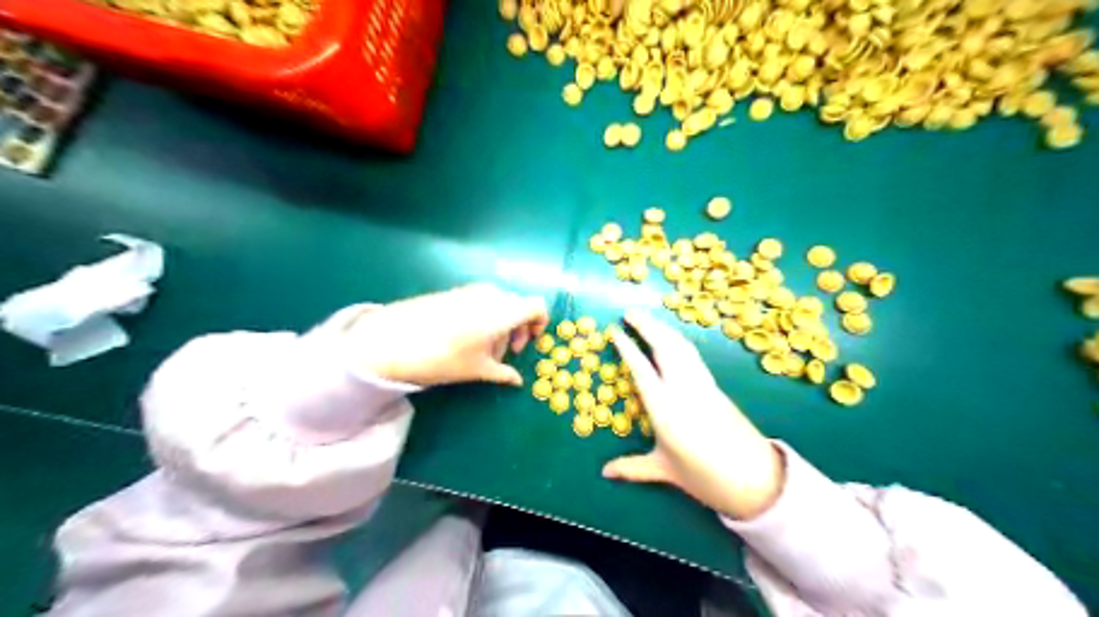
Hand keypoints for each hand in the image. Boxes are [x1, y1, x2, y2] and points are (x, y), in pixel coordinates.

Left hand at [348, 283, 547, 384]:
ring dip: (499, 325)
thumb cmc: (444, 357)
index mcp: (504, 310)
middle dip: (517, 329)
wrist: (392, 341)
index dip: (539, 324)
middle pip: (517, 306)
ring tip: (482, 350)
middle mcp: (491, 294)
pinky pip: (480, 302)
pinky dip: (483, 318)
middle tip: (505, 353)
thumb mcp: (477, 369)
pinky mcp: (453, 292)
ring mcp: (470, 290)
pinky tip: (464, 338)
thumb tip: (516, 380)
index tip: (529, 343)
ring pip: (498, 305)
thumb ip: (503, 372)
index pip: (537, 307)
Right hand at [604, 311, 784, 517]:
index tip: (615, 330)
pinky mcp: (715, 386)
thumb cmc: (704, 477)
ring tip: (648, 319)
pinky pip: (693, 356)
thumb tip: (605, 473)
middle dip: (647, 327)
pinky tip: (674, 339)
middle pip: (664, 348)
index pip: (642, 369)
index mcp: (665, 409)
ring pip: (681, 348)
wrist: (755, 479)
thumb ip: (632, 468)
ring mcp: (702, 385)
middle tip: (630, 312)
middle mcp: (683, 390)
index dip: (627, 347)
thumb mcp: (665, 470)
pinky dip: (679, 341)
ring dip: (664, 329)